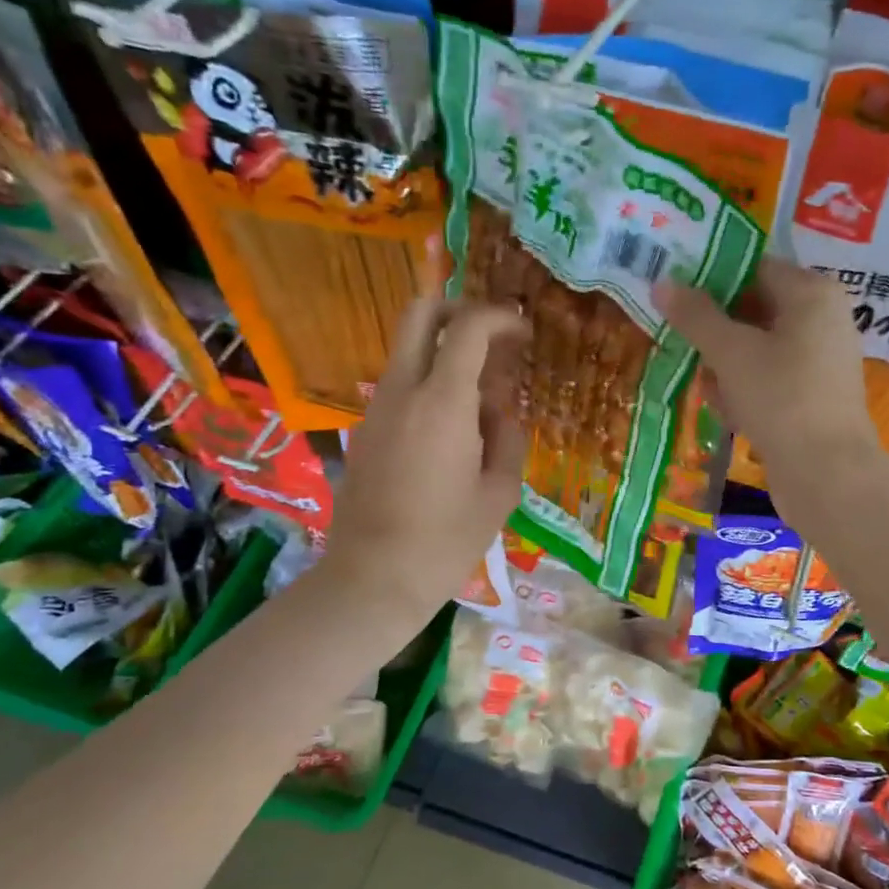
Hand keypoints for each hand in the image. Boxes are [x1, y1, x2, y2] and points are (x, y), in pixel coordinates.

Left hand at [318, 298, 526, 632]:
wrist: (374, 577)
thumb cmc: (447, 540)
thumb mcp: (499, 493)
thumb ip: (507, 439)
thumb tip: (498, 413)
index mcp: (443, 402)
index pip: (469, 327)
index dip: (500, 318)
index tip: (523, 332)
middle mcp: (403, 390)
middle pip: (420, 313)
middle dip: (459, 310)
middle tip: (492, 338)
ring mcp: (377, 408)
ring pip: (409, 350)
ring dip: (445, 354)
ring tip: (482, 401)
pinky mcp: (365, 430)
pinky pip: (400, 386)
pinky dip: (429, 385)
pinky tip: (453, 430)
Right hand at [656, 258, 883, 513]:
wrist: (826, 474)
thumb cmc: (780, 398)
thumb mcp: (730, 353)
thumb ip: (695, 316)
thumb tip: (662, 283)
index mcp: (812, 294)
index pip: (754, 268)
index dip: (711, 280)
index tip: (675, 298)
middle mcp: (822, 320)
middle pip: (754, 311)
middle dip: (716, 333)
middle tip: (681, 345)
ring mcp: (820, 362)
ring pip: (757, 351)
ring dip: (725, 369)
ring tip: (707, 390)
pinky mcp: (812, 399)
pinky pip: (769, 382)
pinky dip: (745, 393)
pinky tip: (728, 413)